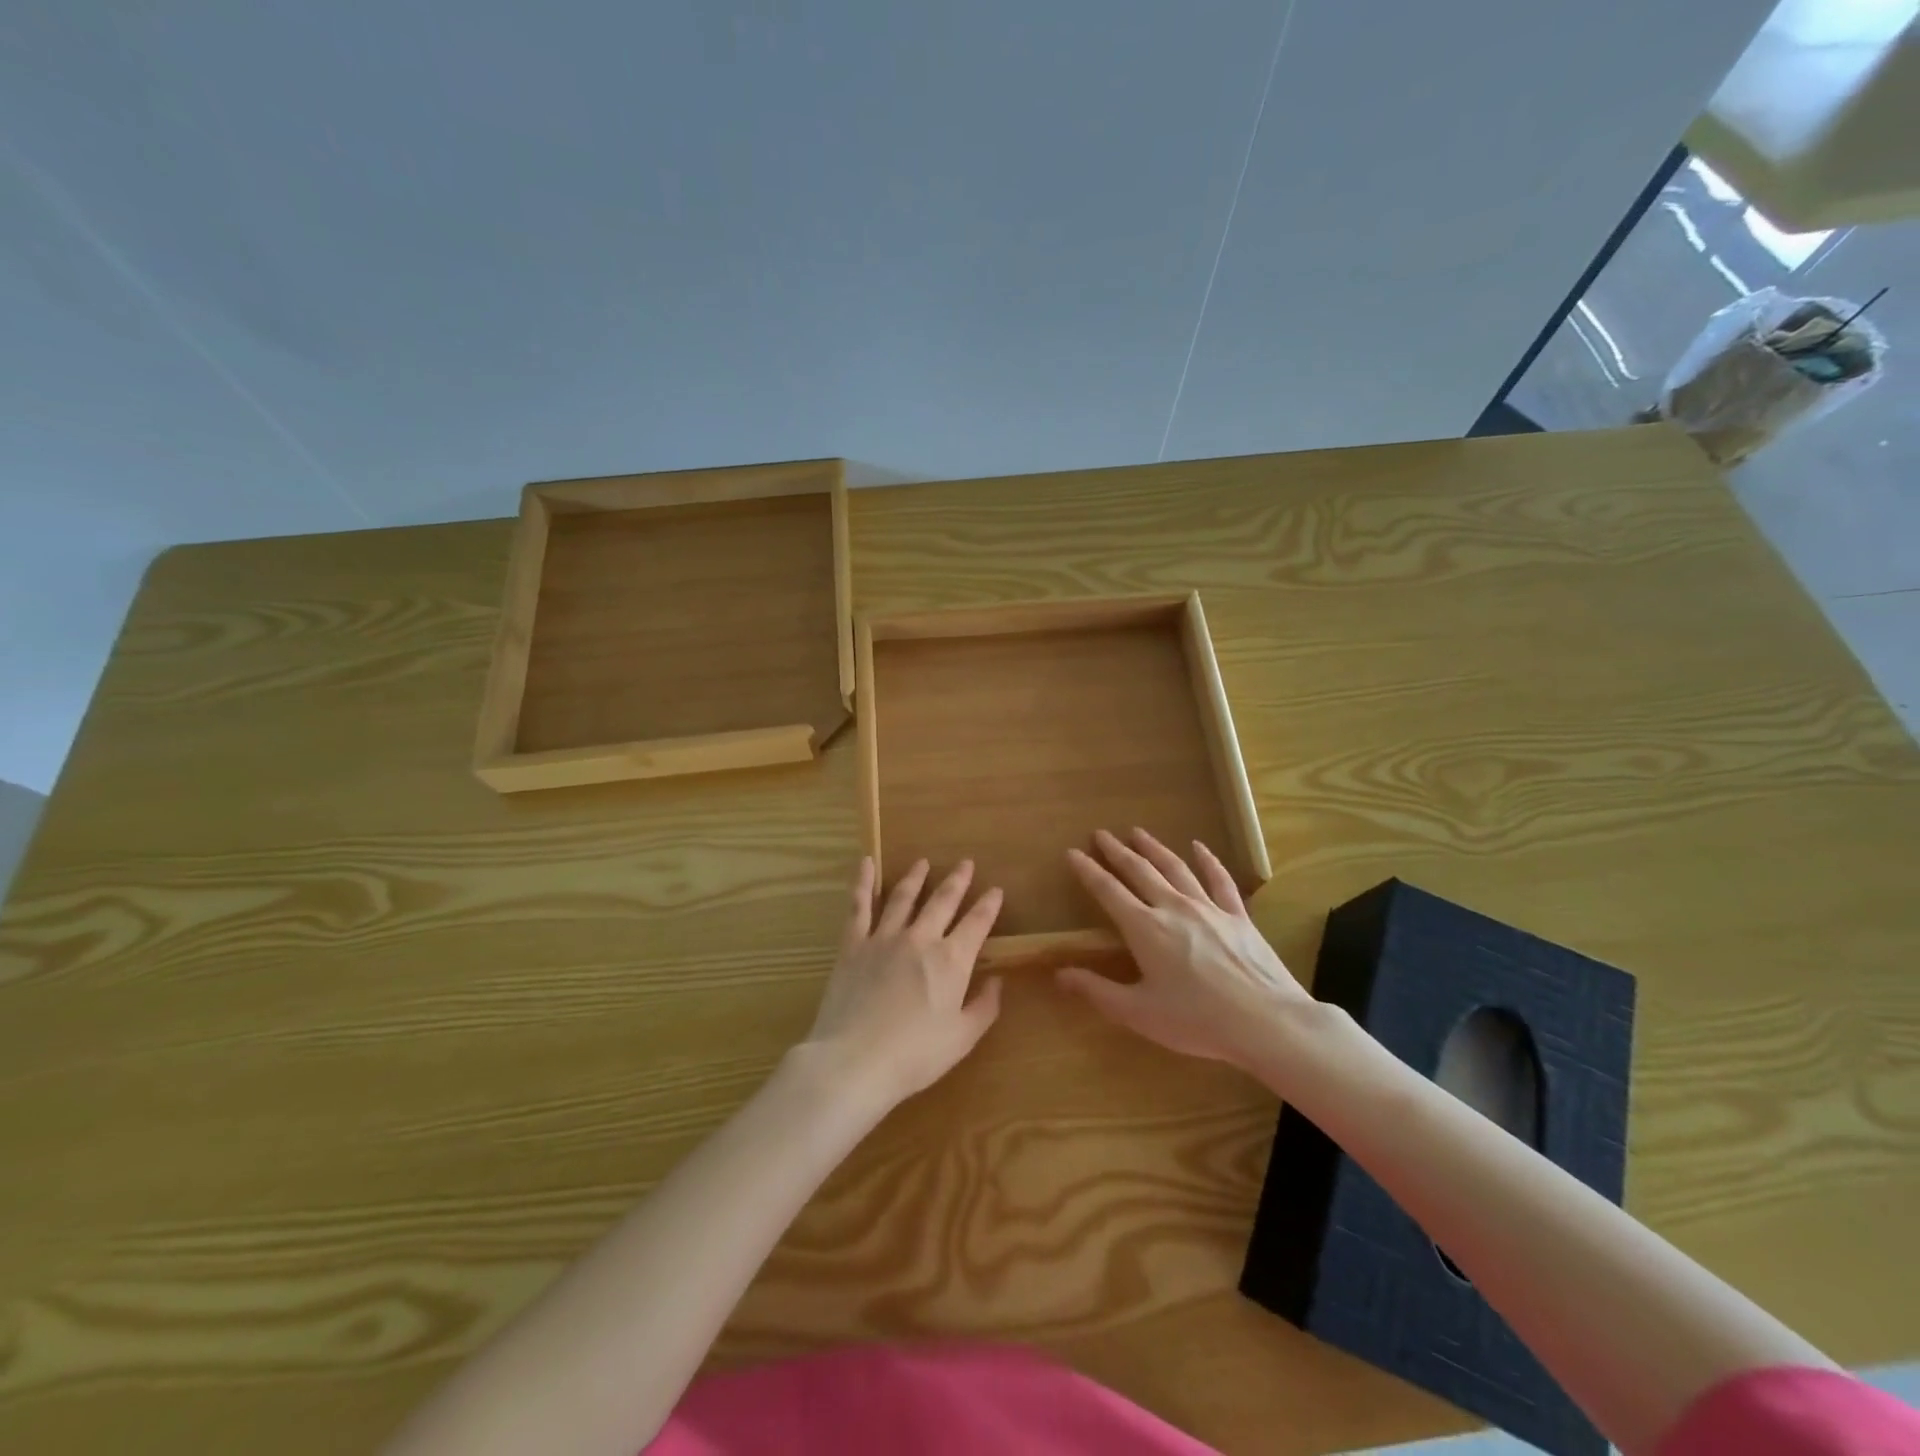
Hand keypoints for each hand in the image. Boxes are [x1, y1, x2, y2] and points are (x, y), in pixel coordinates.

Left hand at [802, 857, 1003, 1107]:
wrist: (855, 1061)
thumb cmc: (914, 1056)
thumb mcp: (961, 1038)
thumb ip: (984, 1007)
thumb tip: (997, 981)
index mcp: (951, 961)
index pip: (977, 923)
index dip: (989, 905)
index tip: (996, 890)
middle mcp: (921, 939)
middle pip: (943, 901)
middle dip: (957, 881)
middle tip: (966, 863)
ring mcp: (884, 937)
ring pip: (904, 897)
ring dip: (916, 877)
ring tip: (923, 863)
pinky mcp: (853, 944)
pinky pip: (859, 905)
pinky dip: (863, 882)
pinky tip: (865, 863)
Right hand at [1058, 828, 1313, 1069]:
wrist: (1267, 1022)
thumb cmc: (1197, 1021)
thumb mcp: (1138, 1013)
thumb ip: (1097, 990)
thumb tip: (1058, 974)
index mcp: (1144, 928)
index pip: (1108, 891)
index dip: (1088, 871)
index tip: (1073, 852)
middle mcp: (1173, 907)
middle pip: (1139, 871)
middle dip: (1117, 851)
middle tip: (1101, 834)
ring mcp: (1209, 908)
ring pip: (1175, 868)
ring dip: (1153, 848)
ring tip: (1138, 832)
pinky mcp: (1238, 916)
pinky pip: (1219, 880)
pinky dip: (1207, 860)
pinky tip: (1199, 846)